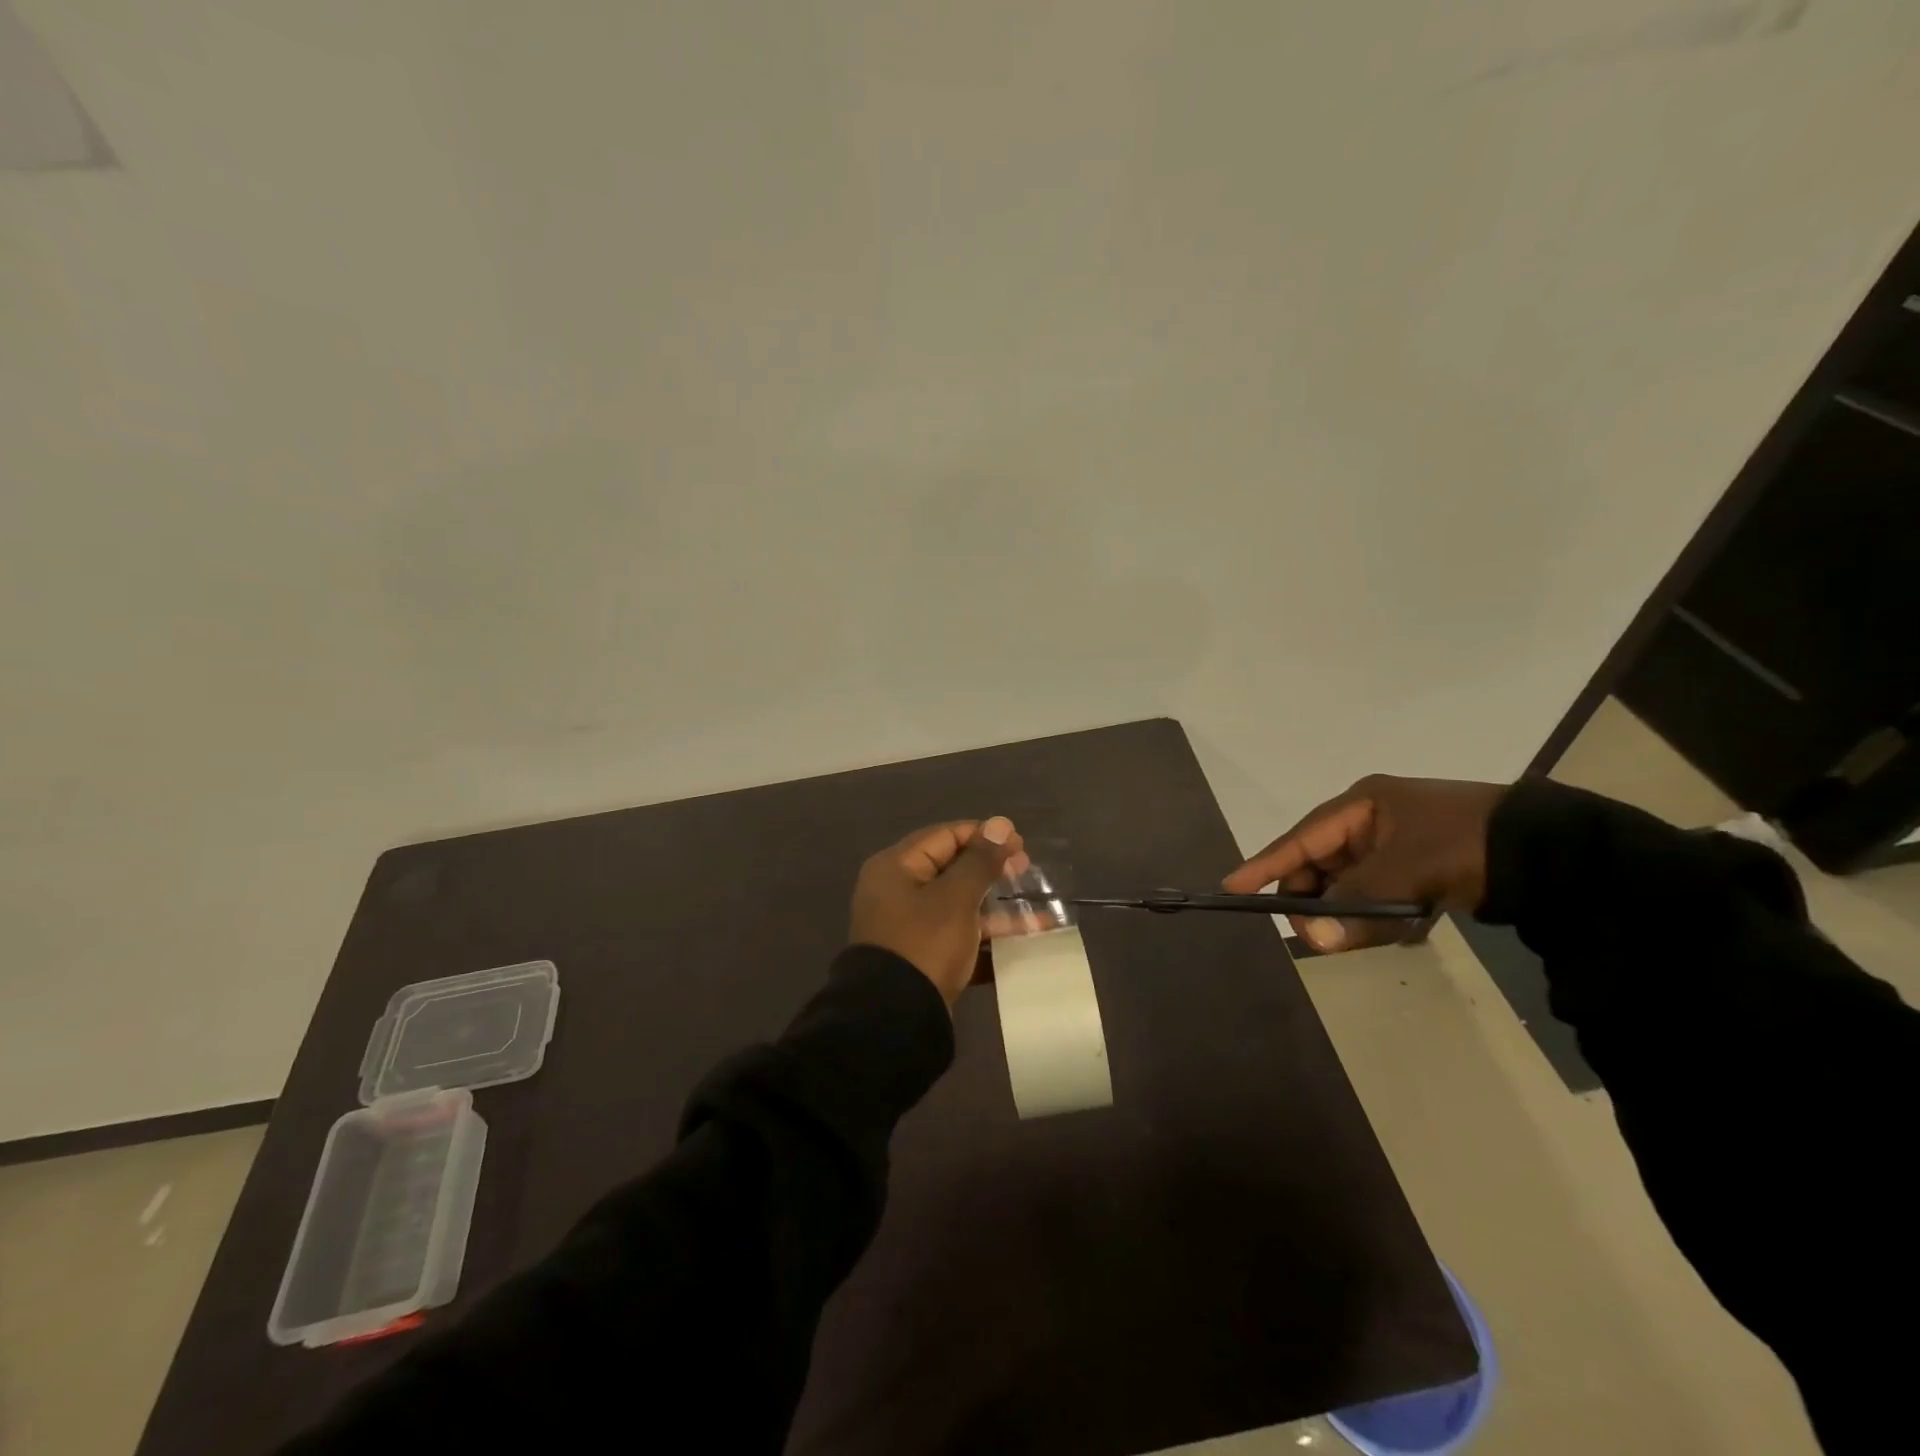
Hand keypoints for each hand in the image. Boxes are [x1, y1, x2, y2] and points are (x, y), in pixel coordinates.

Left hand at [850, 817, 1026, 1006]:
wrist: (894, 1019)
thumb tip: (1001, 824)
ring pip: (958, 905)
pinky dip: (986, 937)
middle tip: (1027, 870)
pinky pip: (958, 936)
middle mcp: (897, 891)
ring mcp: (908, 926)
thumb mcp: (956, 898)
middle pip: (951, 869)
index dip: (984, 835)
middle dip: (992, 870)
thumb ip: (980, 860)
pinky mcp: (921, 957)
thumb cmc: (925, 944)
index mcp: (896, 867)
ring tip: (1035, 911)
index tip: (1020, 843)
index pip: (945, 836)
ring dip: (996, 907)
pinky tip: (1022, 942)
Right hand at [1224, 775, 1505, 951]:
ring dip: (1356, 912)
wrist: (1555, 853)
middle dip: (1319, 900)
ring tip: (1382, 929)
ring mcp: (1396, 847)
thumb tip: (1314, 939)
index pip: (1300, 838)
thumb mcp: (1408, 870)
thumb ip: (1357, 903)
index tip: (1232, 889)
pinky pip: (1380, 897)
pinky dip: (1384, 915)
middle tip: (1318, 934)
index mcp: (1363, 806)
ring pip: (1351, 887)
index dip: (1265, 864)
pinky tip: (1409, 924)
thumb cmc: (1468, 844)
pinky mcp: (1419, 871)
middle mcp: (1371, 823)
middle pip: (1322, 866)